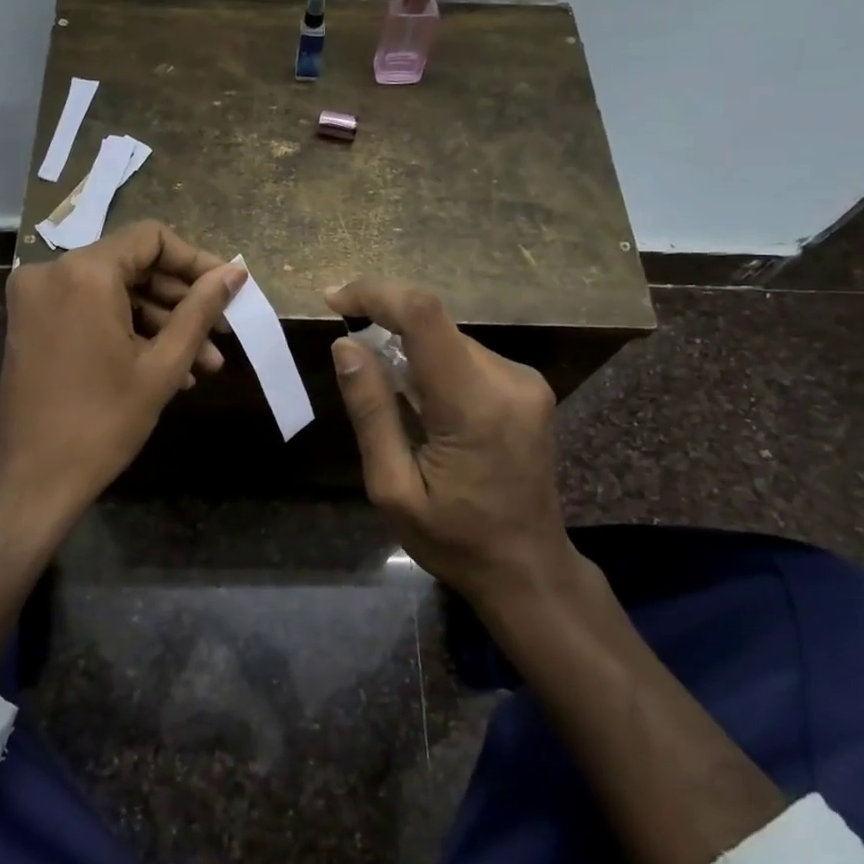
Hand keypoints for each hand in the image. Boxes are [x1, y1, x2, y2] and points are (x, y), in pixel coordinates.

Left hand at [0, 221, 245, 530]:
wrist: (33, 479)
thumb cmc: (103, 422)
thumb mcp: (163, 365)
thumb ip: (200, 309)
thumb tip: (234, 272)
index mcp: (84, 272)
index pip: (151, 239)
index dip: (195, 261)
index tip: (227, 291)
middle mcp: (52, 271)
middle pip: (132, 266)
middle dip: (181, 302)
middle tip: (221, 336)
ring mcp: (36, 299)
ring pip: (113, 293)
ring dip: (159, 324)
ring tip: (203, 365)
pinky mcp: (31, 324)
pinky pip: (90, 312)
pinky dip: (126, 332)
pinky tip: (166, 370)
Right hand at [325, 277, 582, 613]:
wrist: (528, 569)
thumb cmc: (454, 540)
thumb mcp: (392, 488)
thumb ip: (371, 411)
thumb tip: (346, 346)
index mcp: (473, 405)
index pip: (424, 316)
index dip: (376, 293)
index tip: (334, 300)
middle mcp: (508, 380)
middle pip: (434, 326)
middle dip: (385, 328)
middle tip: (351, 362)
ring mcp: (524, 382)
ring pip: (448, 340)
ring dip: (408, 351)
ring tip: (390, 401)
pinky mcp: (527, 388)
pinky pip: (466, 357)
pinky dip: (432, 366)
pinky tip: (422, 407)